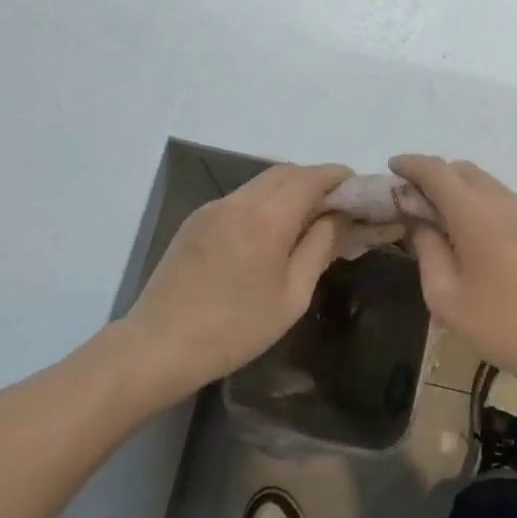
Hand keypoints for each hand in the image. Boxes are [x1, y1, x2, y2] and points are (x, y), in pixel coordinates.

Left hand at [123, 162, 365, 403]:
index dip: (338, 176)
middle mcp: (240, 200)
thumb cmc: (235, 329)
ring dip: (288, 190)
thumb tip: (338, 217)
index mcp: (268, 217)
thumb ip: (319, 247)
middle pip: (286, 172)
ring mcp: (214, 207)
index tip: (358, 189)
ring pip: (261, 182)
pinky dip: (263, 202)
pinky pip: (240, 198)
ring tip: (305, 220)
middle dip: (315, 180)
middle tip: (336, 206)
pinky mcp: (196, 219)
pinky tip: (267, 234)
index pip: (312, 177)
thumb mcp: (292, 296)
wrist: (158, 345)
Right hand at [392, 155, 516, 402]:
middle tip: (417, 202)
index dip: (412, 164)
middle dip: (436, 177)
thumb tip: (418, 220)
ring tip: (449, 224)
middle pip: (464, 171)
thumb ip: (427, 249)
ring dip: (463, 193)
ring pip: (489, 185)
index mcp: (477, 216)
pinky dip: (487, 207)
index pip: (437, 172)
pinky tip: (483, 241)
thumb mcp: (446, 297)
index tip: (393, 167)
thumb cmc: (503, 328)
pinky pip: (509, 203)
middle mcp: (507, 203)